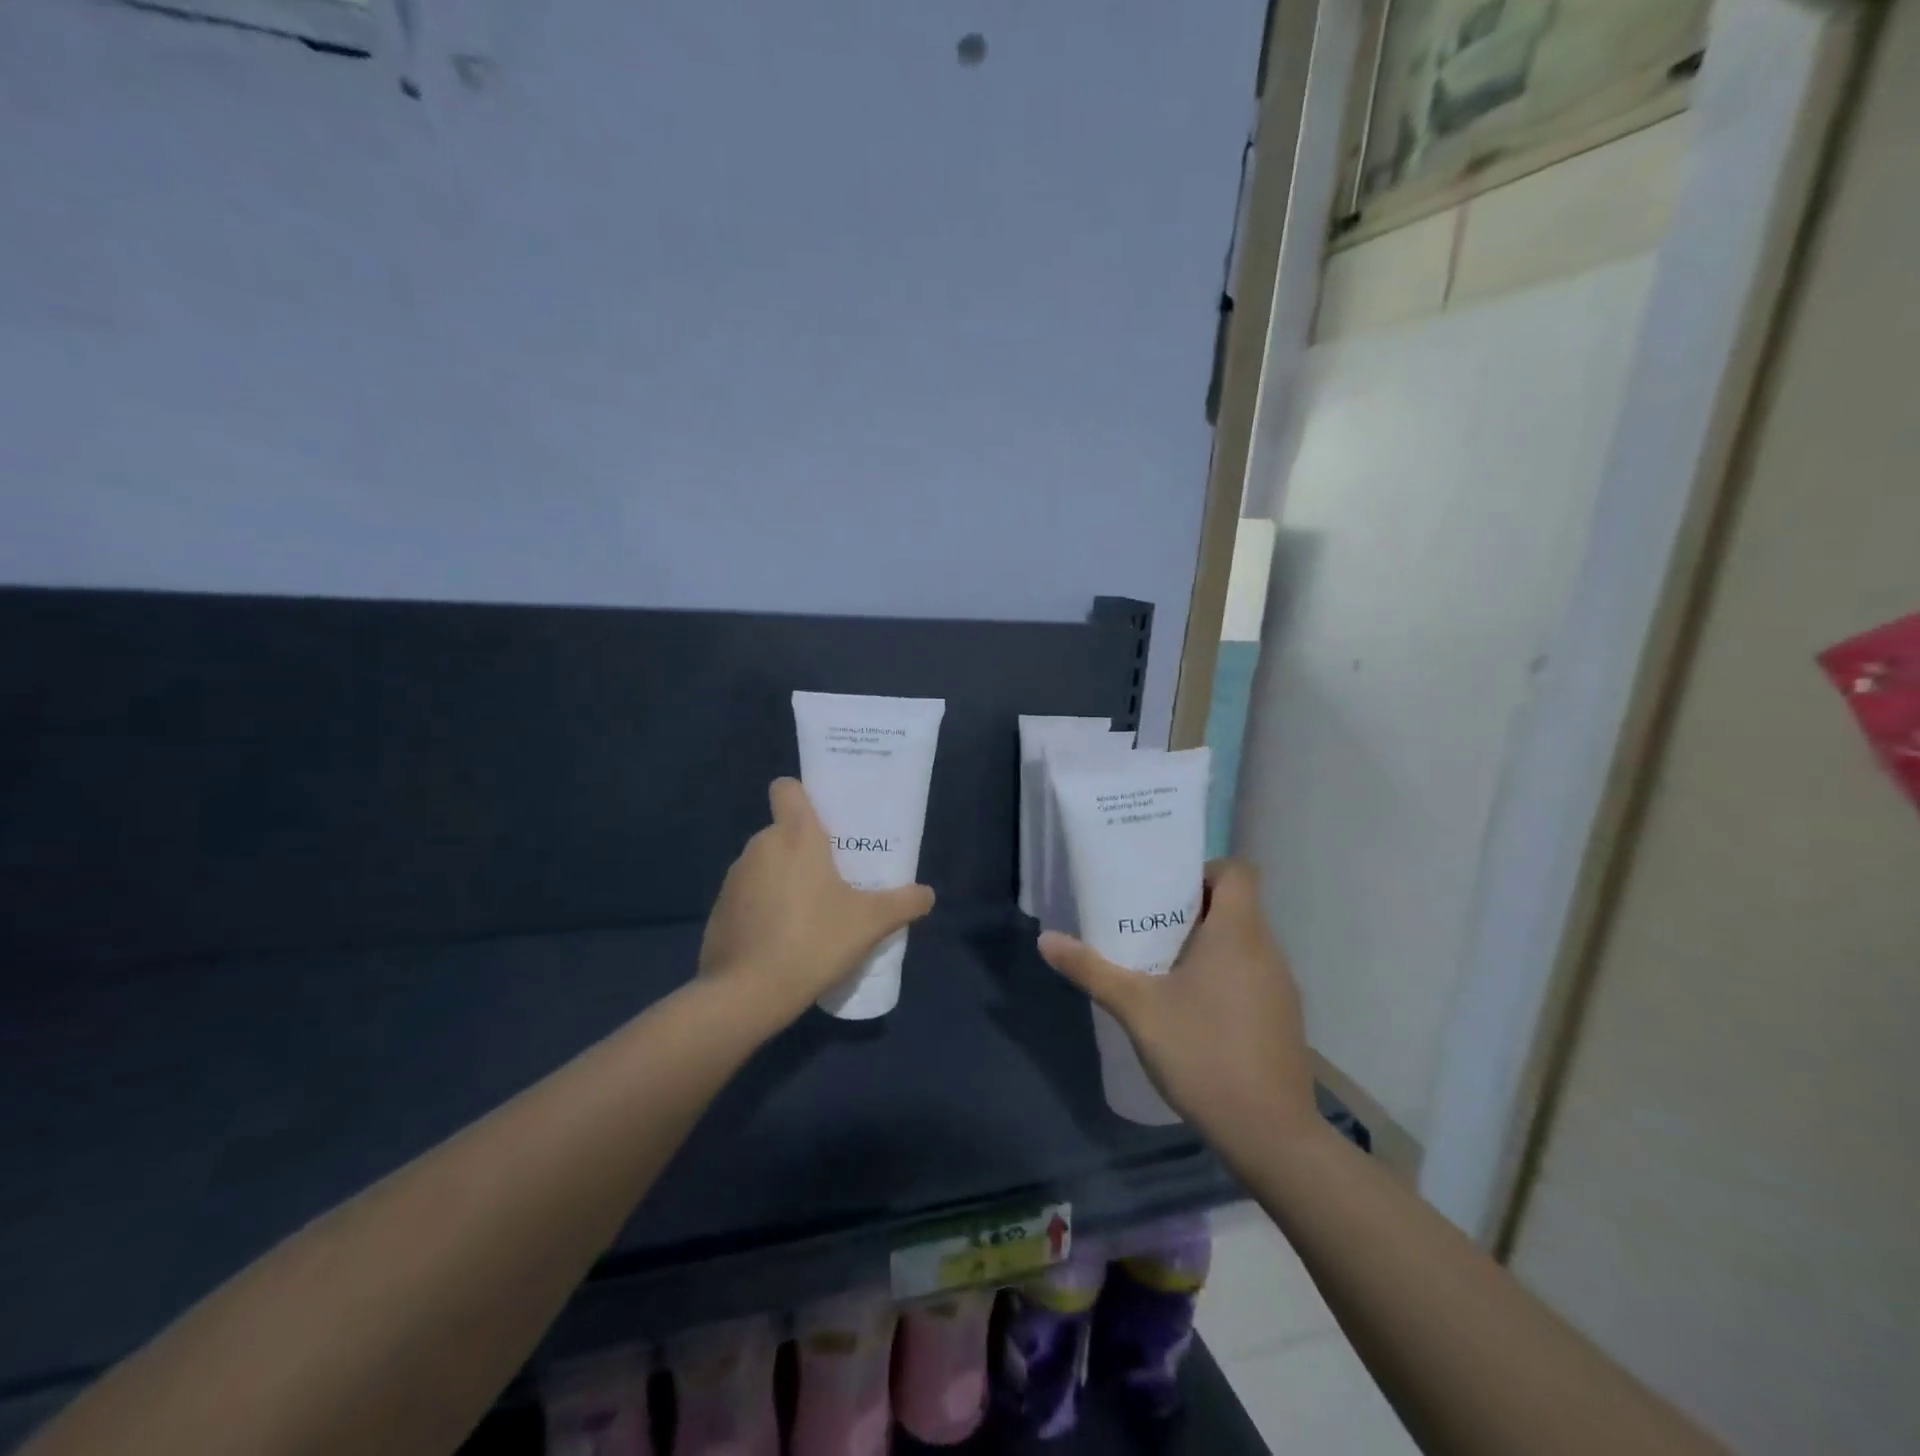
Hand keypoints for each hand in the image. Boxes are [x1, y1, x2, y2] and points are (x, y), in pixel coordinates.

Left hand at [698, 778, 935, 1029]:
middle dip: (806, 849)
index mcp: (795, 835)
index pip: (787, 788)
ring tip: (812, 913)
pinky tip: (784, 940)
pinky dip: (764, 908)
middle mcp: (760, 846)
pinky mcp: (719, 910)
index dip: (803, 795)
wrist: (747, 994)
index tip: (825, 819)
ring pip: (767, 865)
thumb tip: (927, 894)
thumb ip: (903, 903)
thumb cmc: (813, 940)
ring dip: (785, 879)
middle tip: (836, 877)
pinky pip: (749, 896)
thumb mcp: (870, 923)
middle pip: (784, 831)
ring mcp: (735, 878)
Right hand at [1038, 859, 1318, 1144]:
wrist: (1270, 1135)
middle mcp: (1267, 950)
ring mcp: (1282, 987)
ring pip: (1245, 944)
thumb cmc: (1203, 1053)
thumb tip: (1046, 939)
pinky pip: (1253, 976)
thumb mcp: (1136, 1008)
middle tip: (1150, 928)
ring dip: (1209, 946)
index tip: (1167, 892)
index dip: (1204, 870)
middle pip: (1237, 906)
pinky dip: (1226, 977)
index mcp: (1238, 932)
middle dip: (1193, 910)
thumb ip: (1092, 969)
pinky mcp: (1285, 1019)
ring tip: (1164, 968)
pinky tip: (1194, 1011)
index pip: (1238, 870)